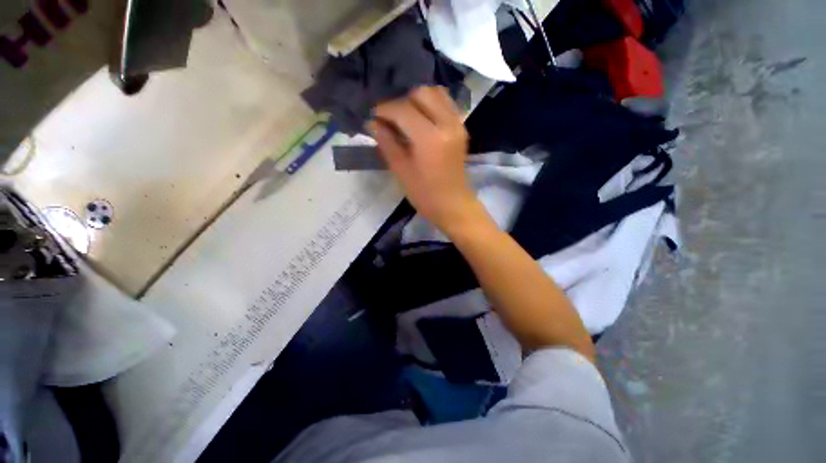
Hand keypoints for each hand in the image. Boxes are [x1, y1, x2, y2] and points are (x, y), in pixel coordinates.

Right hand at [369, 87, 484, 234]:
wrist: (454, 205)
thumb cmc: (425, 195)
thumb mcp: (401, 171)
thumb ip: (387, 143)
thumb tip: (372, 123)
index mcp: (430, 138)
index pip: (403, 109)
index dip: (385, 109)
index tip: (373, 116)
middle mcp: (447, 123)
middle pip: (421, 93)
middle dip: (402, 102)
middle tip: (391, 119)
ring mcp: (457, 124)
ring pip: (436, 93)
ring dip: (417, 100)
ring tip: (406, 118)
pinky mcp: (461, 128)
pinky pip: (446, 104)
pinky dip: (431, 105)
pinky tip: (421, 120)